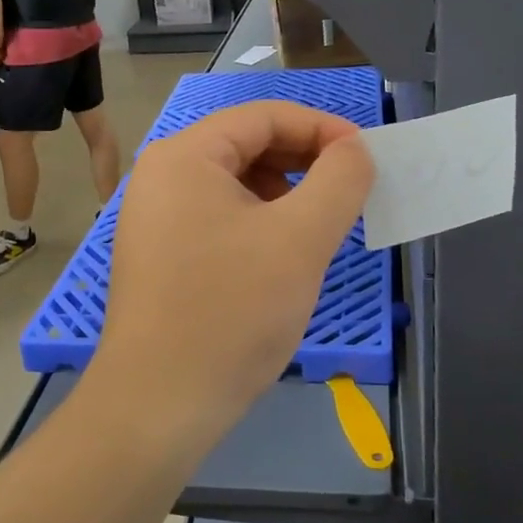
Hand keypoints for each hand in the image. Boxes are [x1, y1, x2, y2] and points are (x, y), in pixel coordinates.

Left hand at [90, 101, 374, 441]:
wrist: (157, 406)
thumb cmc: (231, 311)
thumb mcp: (300, 239)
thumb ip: (339, 180)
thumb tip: (355, 150)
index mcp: (185, 155)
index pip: (264, 116)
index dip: (322, 128)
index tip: (366, 157)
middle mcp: (162, 175)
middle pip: (247, 145)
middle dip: (304, 160)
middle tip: (350, 191)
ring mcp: (155, 217)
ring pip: (235, 184)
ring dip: (285, 193)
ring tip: (321, 225)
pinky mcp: (160, 254)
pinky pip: (219, 217)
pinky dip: (260, 222)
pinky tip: (284, 253)